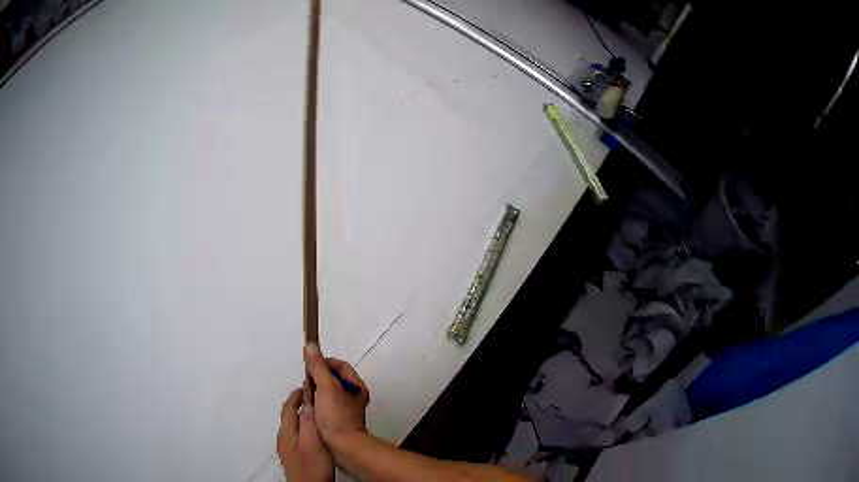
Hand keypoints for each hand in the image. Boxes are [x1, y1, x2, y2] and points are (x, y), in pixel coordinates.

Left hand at [277, 388, 333, 481]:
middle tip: (317, 398)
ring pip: (295, 426)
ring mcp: (289, 449)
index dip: (296, 395)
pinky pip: (299, 436)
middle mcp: (284, 439)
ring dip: (303, 417)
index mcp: (286, 433)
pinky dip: (306, 428)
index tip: (308, 386)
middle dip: (300, 405)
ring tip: (320, 413)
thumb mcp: (312, 442)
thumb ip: (308, 422)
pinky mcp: (296, 457)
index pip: (288, 408)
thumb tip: (306, 402)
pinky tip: (318, 434)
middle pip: (290, 416)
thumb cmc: (312, 466)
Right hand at [304, 343, 369, 444]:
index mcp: (355, 386)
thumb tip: (310, 346)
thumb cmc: (336, 417)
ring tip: (306, 396)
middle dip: (317, 378)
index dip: (323, 362)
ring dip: (315, 391)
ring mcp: (346, 408)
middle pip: (332, 378)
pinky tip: (309, 408)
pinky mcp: (338, 419)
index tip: (309, 367)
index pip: (339, 365)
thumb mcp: (326, 387)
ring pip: (327, 392)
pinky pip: (325, 405)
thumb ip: (318, 366)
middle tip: (306, 384)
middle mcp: (353, 395)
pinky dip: (316, 403)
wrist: (343, 447)